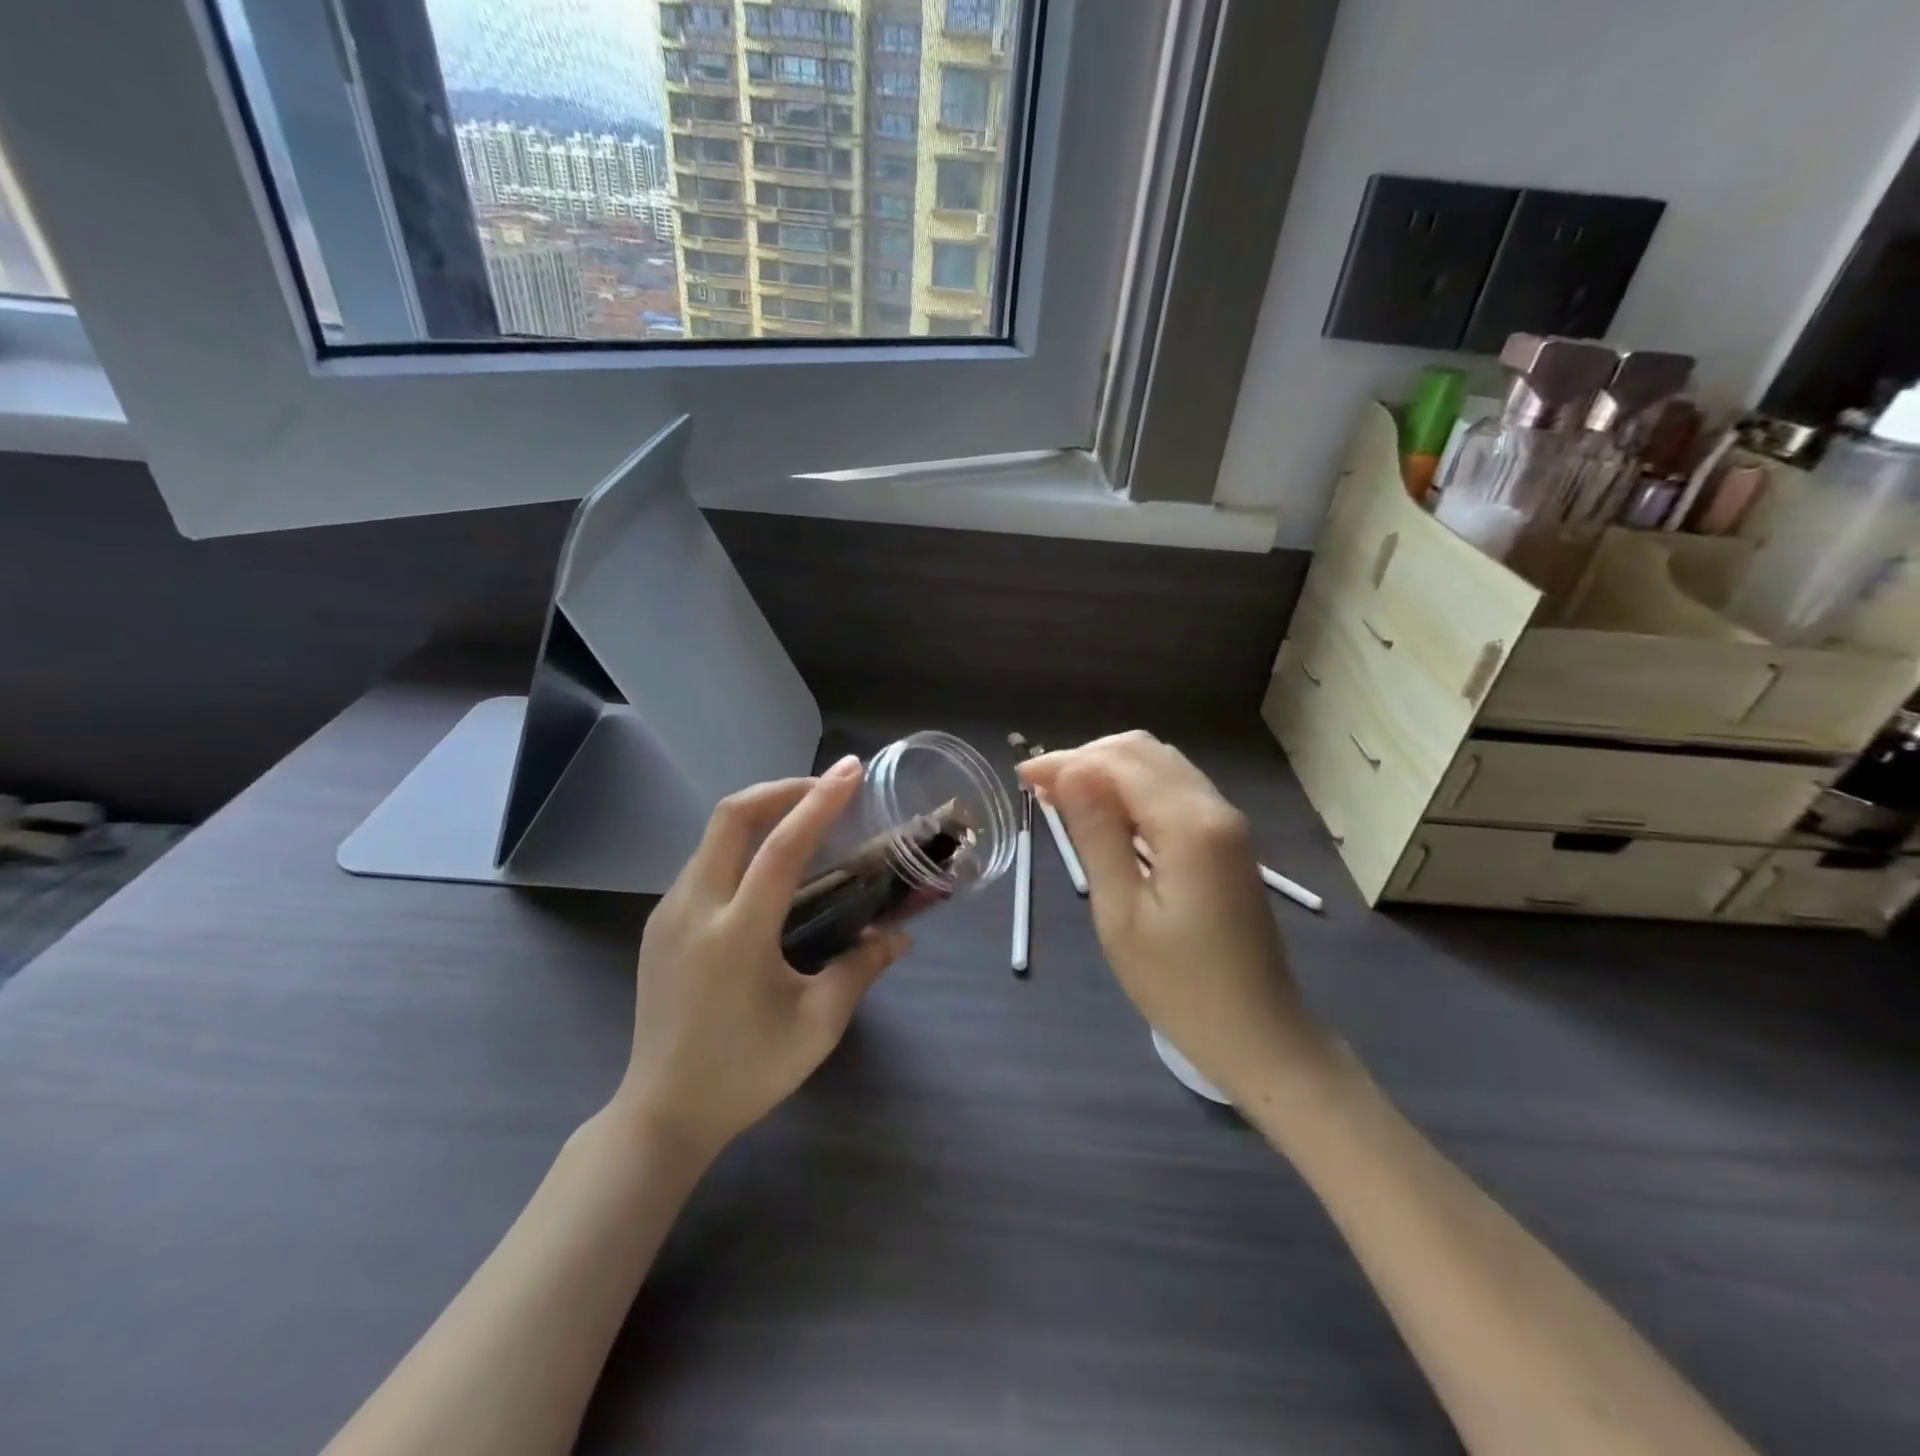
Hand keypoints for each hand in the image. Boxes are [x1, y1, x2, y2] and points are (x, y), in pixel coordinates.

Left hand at [617, 756, 908, 1158]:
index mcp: (736, 935)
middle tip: (825, 787)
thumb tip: (900, 936)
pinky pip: (703, 861)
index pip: (781, 849)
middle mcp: (694, 910)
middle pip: (730, 817)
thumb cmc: (747, 1073)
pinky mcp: (658, 924)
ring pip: (713, 835)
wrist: (662, 1113)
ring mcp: (668, 914)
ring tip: (804, 820)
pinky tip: (767, 867)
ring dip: (759, 813)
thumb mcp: (817, 1026)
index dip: (819, 803)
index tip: (850, 771)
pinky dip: (740, 843)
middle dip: (780, 789)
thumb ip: (861, 969)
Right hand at [1020, 732, 1331, 1105]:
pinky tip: (1107, 814)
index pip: (1118, 763)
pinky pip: (1176, 789)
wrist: (1259, 1035)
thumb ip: (1097, 835)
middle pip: (1143, 751)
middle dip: (1087, 758)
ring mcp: (1226, 823)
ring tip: (1066, 797)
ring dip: (1110, 769)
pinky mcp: (1228, 841)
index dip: (1067, 762)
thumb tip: (1070, 771)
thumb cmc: (1179, 986)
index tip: (1022, 779)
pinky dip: (1134, 788)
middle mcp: (1214, 808)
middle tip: (1042, 789)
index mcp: (1188, 825)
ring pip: (1161, 765)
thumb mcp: (1122, 914)